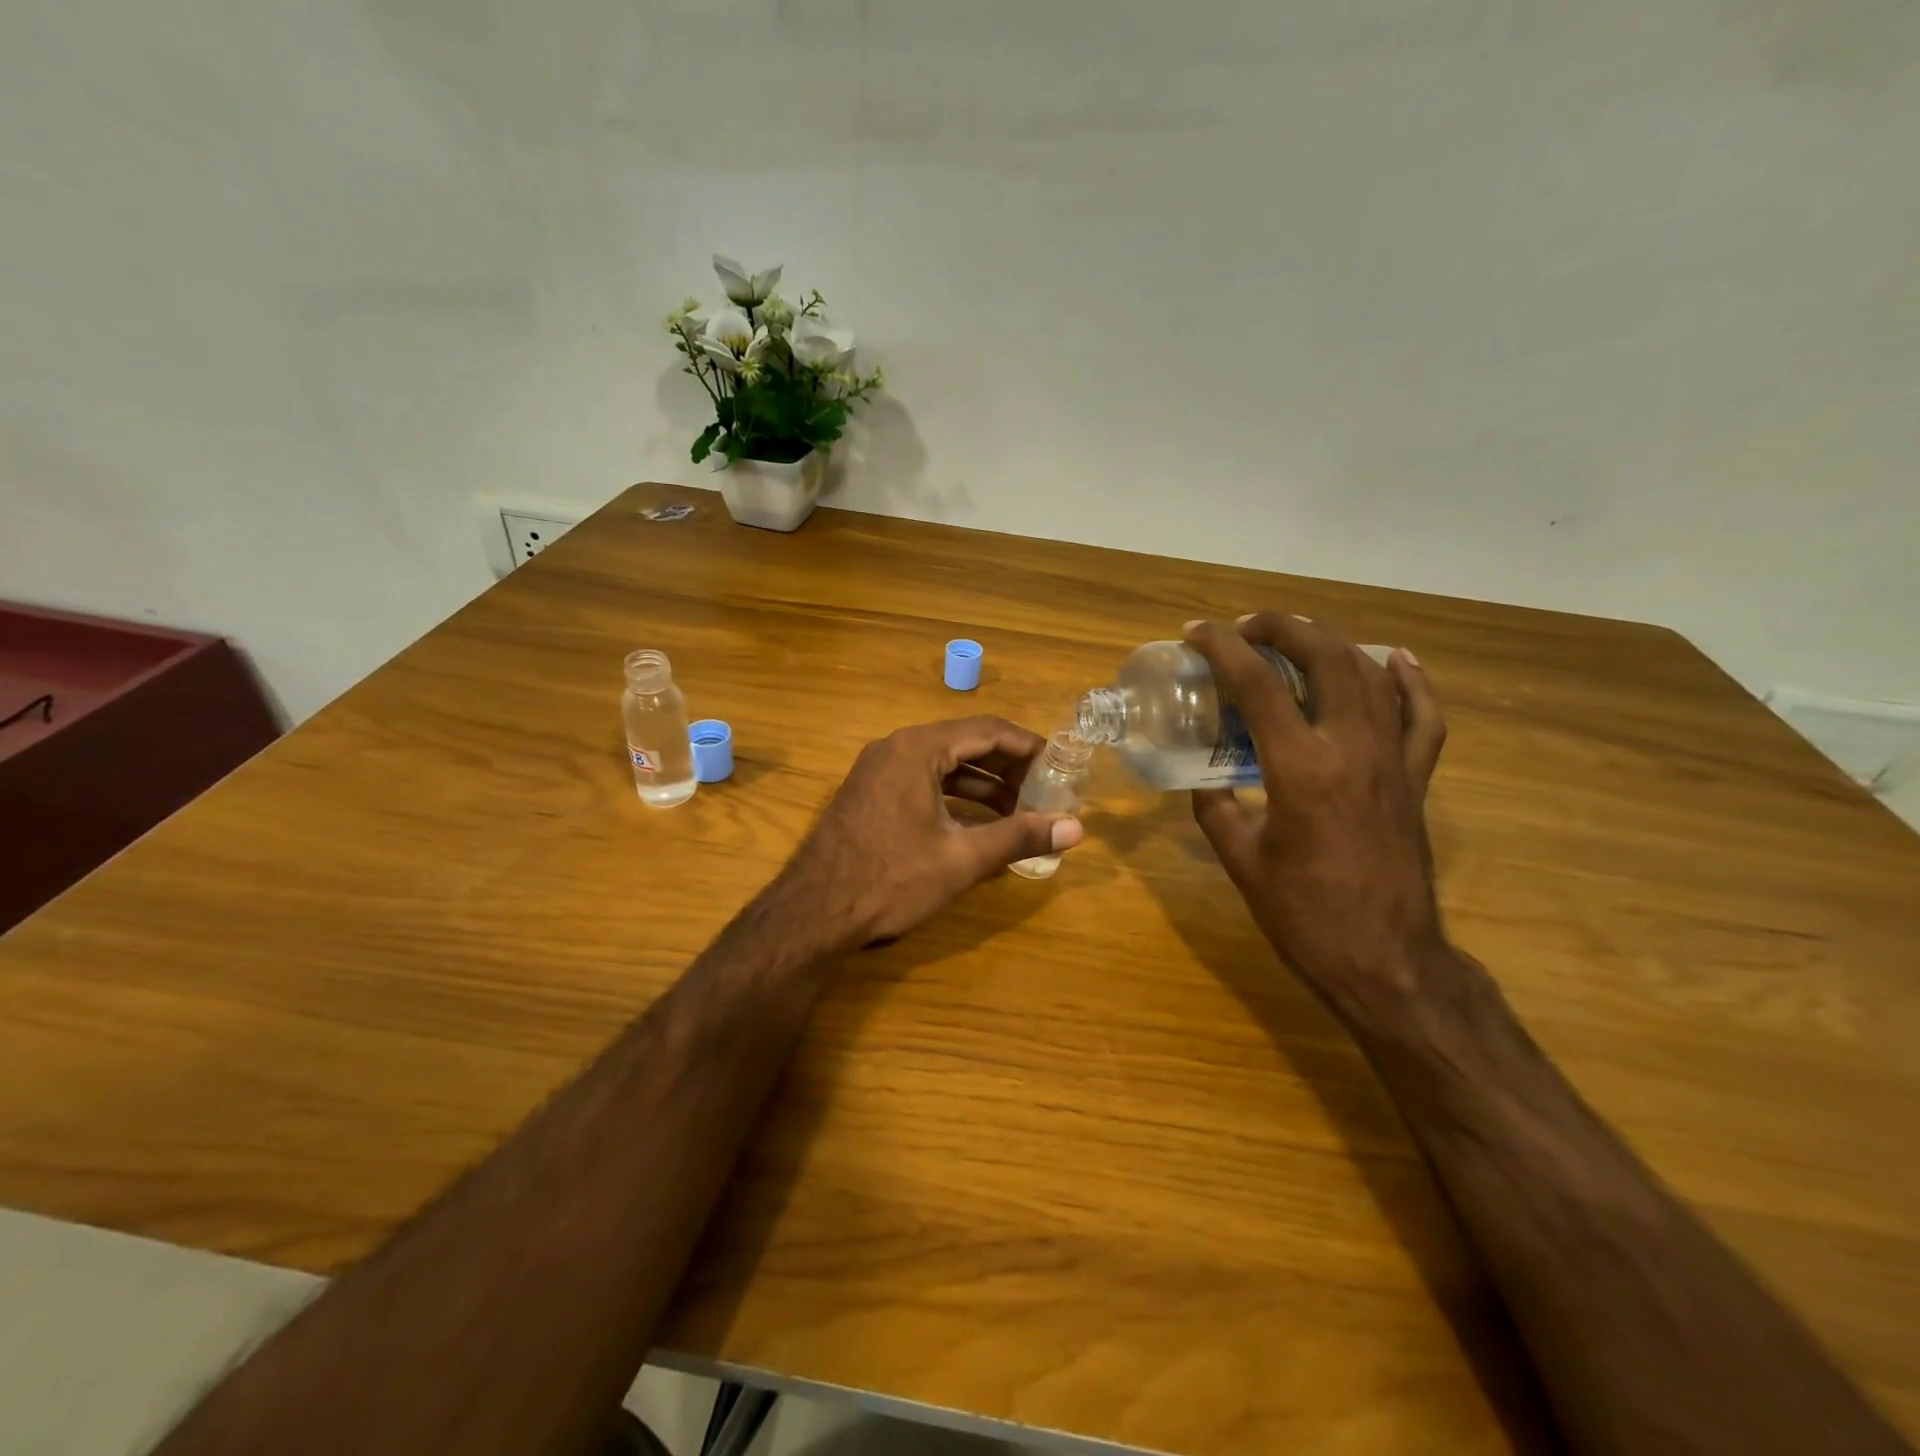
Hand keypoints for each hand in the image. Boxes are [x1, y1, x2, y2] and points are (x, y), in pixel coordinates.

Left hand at [781, 717, 1085, 946]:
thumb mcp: (962, 858)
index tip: (1060, 766)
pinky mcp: (869, 794)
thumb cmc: (891, 879)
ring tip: (1019, 812)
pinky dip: (953, 797)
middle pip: (965, 744)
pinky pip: (922, 781)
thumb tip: (1077, 828)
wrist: (812, 914)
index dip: (1029, 747)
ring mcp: (877, 770)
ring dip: (982, 785)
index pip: (988, 730)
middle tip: (1044, 793)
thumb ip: (1019, 836)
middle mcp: (895, 747)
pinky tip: (976, 824)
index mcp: (918, 748)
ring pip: (943, 765)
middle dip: (1007, 768)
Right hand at [1184, 613, 1448, 1013]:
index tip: (1197, 633)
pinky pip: (1423, 716)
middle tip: (1246, 627)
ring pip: (1371, 674)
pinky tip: (1396, 660)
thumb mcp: (1240, 858)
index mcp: (1300, 767)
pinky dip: (1411, 681)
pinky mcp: (1416, 778)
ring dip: (1331, 643)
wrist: (1386, 961)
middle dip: (1282, 627)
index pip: (1256, 685)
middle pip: (1324, 657)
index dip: (1223, 648)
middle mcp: (1351, 747)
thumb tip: (1204, 777)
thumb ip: (1215, 807)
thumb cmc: (1304, 915)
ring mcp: (1393, 759)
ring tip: (1297, 637)